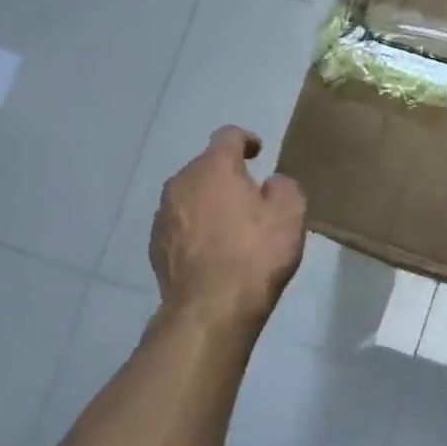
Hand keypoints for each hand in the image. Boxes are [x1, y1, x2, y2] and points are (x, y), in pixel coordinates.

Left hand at [151, 126, 306, 329]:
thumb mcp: (291, 213)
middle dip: (227, 175)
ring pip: (190, 196)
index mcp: (213, 168)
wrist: (211, 310)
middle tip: (253, 196)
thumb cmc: (256, 254)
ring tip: (233, 225)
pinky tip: (215, 250)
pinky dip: (197, 228)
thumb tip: (271, 185)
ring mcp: (162, 216)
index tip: (259, 152)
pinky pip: (181, 224)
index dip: (246, 139)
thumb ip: (284, 187)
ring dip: (210, 202)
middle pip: (206, 167)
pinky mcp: (155, 247)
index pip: (228, 136)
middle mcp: (180, 183)